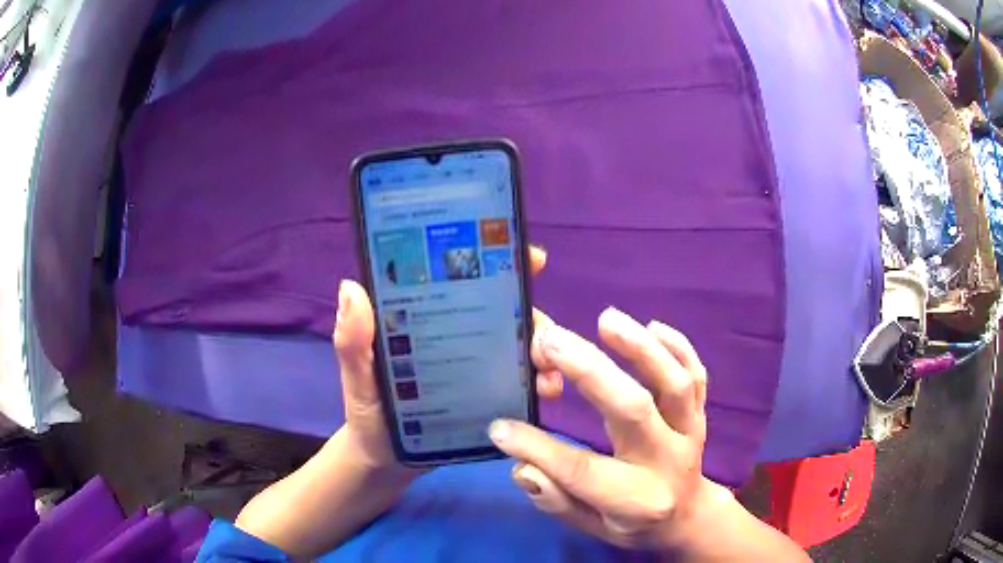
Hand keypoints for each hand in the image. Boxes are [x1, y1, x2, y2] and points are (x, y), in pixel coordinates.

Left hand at [334, 245, 557, 483]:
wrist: (386, 464)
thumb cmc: (368, 415)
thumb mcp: (357, 379)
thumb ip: (352, 342)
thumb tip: (351, 287)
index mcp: (426, 318)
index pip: (463, 279)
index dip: (498, 261)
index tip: (531, 259)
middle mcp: (457, 333)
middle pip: (504, 311)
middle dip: (533, 318)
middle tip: (544, 343)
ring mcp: (476, 365)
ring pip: (519, 344)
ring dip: (543, 352)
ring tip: (548, 378)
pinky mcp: (488, 394)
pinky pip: (519, 380)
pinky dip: (538, 380)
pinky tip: (545, 393)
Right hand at [488, 308, 720, 550]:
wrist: (688, 516)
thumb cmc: (633, 524)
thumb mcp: (592, 527)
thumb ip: (558, 500)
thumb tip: (523, 467)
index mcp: (635, 498)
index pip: (581, 470)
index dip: (537, 447)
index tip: (501, 426)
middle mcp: (667, 460)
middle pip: (633, 410)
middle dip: (590, 372)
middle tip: (550, 341)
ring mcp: (691, 431)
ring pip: (674, 384)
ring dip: (641, 348)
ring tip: (606, 319)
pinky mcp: (701, 412)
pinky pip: (698, 375)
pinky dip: (679, 347)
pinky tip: (652, 325)